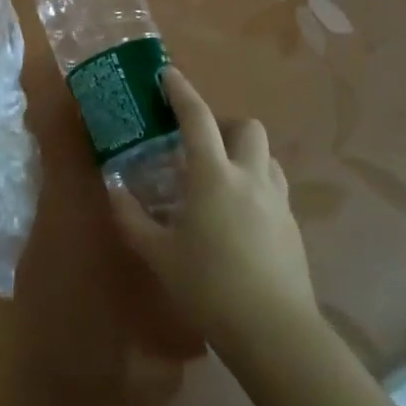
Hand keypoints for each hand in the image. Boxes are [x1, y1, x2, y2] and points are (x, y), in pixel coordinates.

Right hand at [106, 70, 319, 361]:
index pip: (197, 119)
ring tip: (222, 178)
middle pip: (247, 128)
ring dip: (245, 154)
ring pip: (266, 157)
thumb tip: (113, 191)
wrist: (275, 331)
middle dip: (224, 124)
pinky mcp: (292, 226)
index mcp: (213, 175)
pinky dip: (256, 186)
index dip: (182, 92)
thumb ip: (132, 219)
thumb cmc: (209, 286)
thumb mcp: (160, 255)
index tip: (168, 74)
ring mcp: (277, 201)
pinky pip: (275, 188)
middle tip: (200, 145)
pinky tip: (240, 217)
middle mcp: (250, 177)